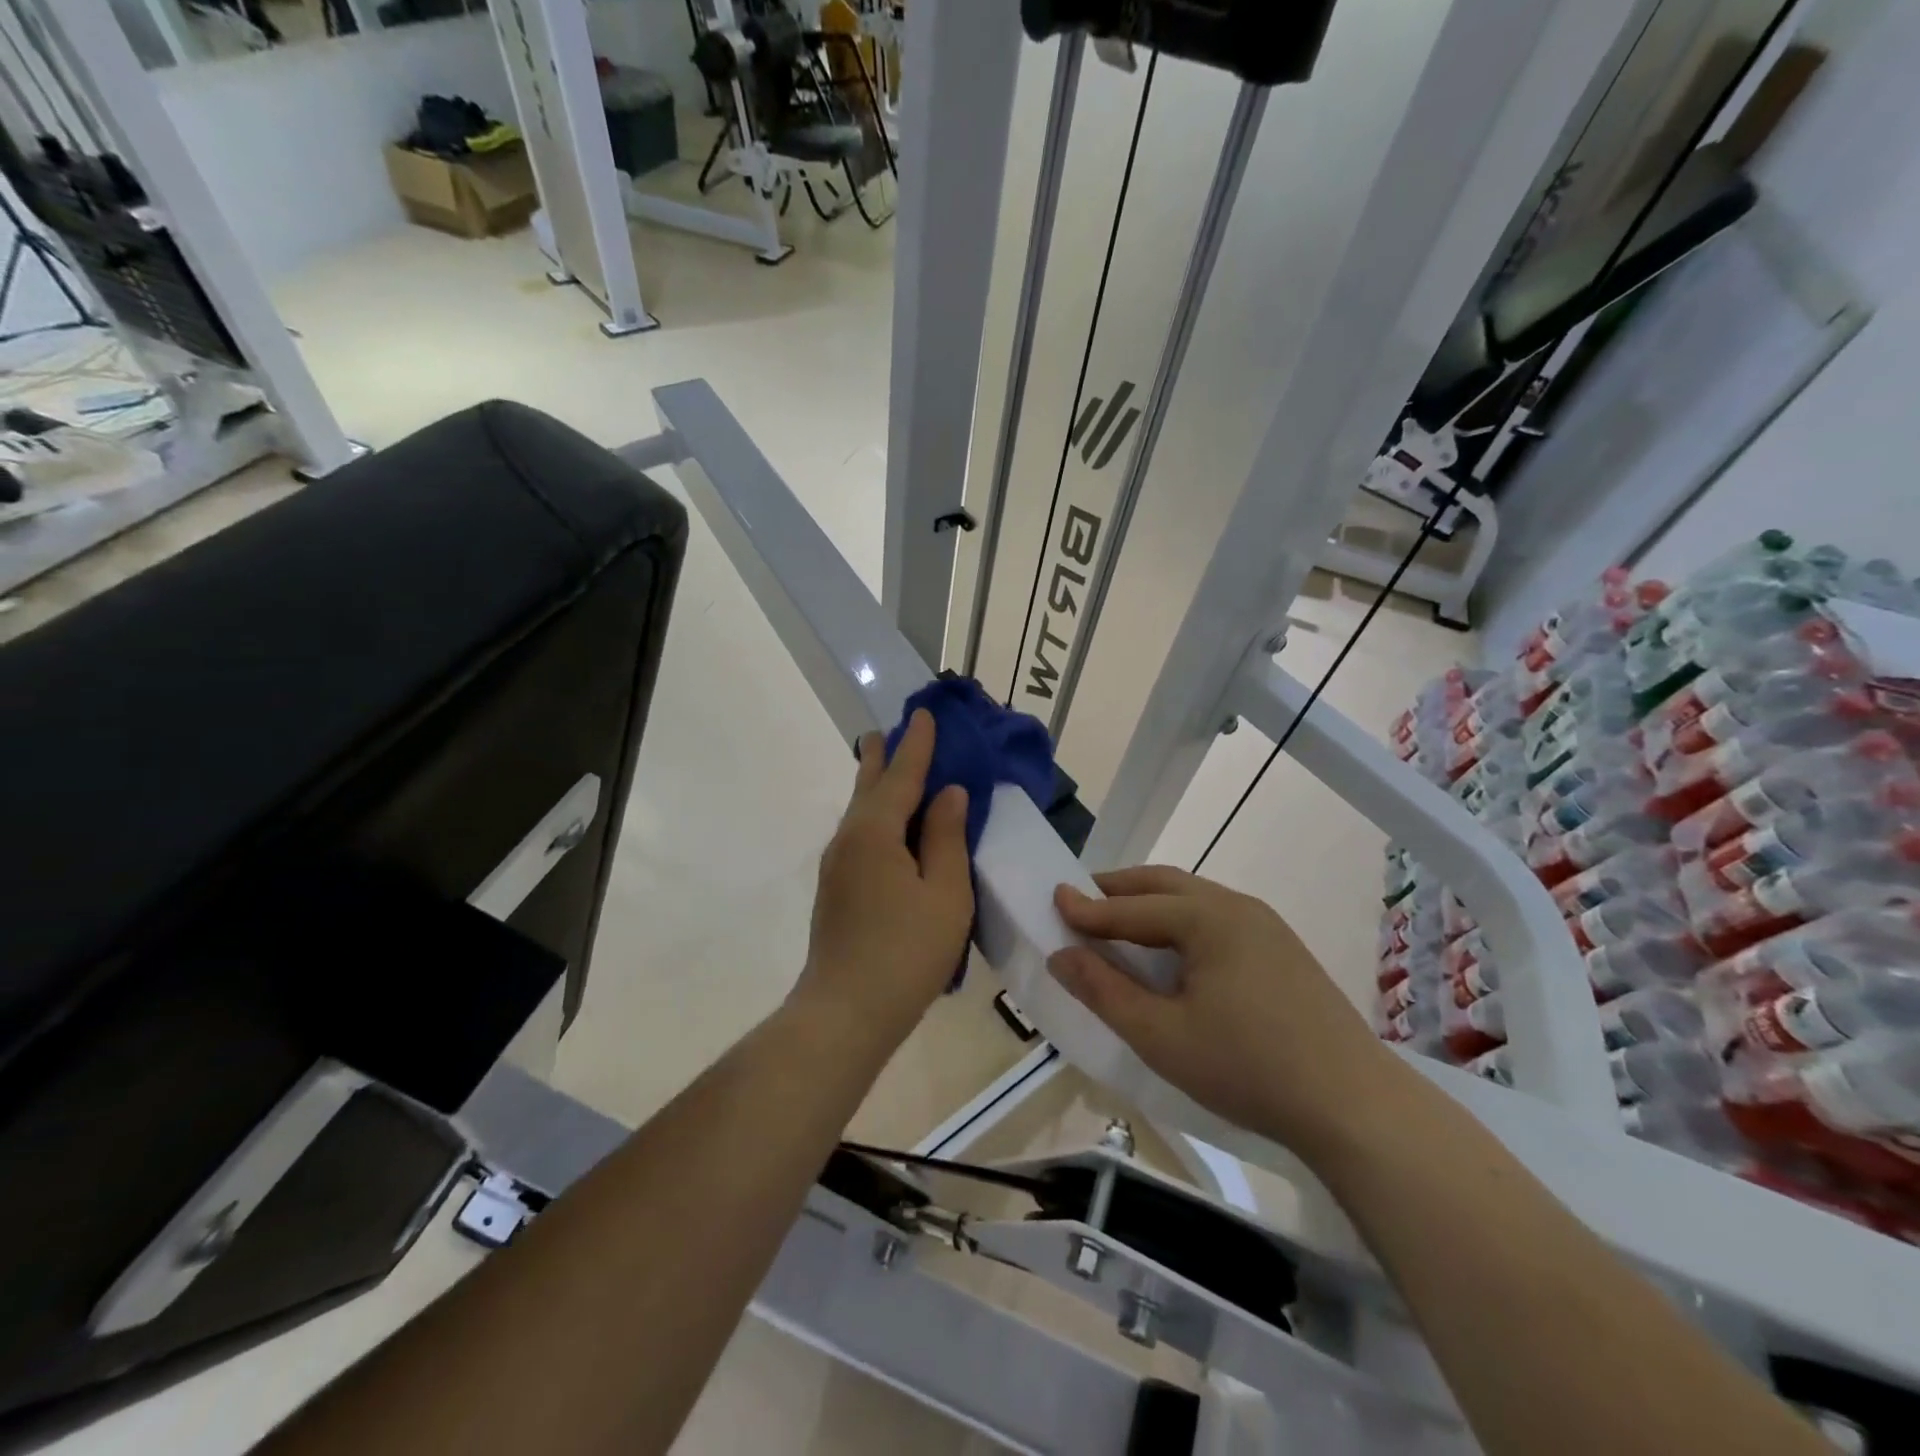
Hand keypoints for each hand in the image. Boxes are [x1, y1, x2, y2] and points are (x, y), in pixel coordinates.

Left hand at [792, 709, 973, 1048]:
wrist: (846, 1012)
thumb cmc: (906, 952)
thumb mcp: (945, 893)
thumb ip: (947, 838)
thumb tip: (948, 793)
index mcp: (876, 832)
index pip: (902, 776)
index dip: (917, 745)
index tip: (925, 714)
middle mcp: (849, 839)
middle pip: (869, 787)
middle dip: (883, 757)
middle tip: (888, 730)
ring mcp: (837, 866)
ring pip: (860, 812)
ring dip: (876, 785)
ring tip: (885, 765)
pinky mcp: (836, 889)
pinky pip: (860, 835)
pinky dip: (876, 815)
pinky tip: (885, 825)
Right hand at [1048, 866, 1395, 1160]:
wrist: (1356, 1107)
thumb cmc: (1248, 1068)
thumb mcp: (1161, 1036)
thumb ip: (1104, 991)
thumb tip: (1060, 955)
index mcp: (1207, 918)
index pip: (1132, 907)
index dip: (1087, 908)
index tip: (1051, 899)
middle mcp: (1237, 907)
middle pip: (1165, 884)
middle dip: (1119, 890)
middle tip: (1082, 902)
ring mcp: (1266, 926)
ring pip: (1194, 899)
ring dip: (1151, 903)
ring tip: (1121, 923)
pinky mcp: (1283, 950)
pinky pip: (1217, 919)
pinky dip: (1181, 921)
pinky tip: (1174, 951)